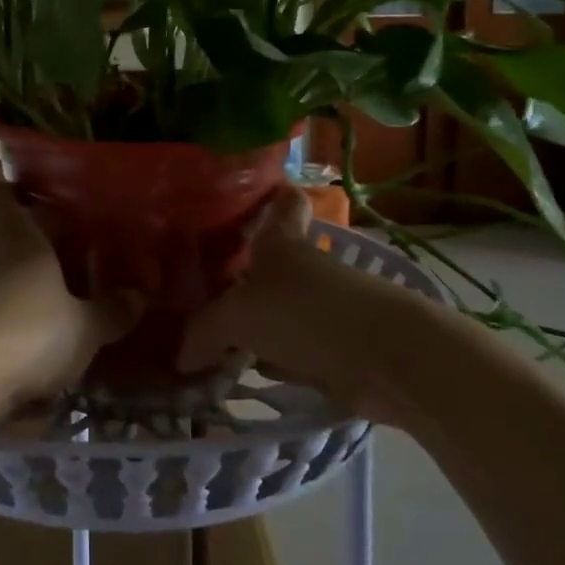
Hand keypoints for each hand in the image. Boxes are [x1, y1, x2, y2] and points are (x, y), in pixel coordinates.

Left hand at [0, 184, 136, 408]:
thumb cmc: (27, 333)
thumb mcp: (84, 328)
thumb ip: (110, 313)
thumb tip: (138, 296)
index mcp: (18, 243)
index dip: (11, 194)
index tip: (34, 202)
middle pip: (2, 250)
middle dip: (28, 264)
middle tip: (65, 282)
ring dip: (15, 309)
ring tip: (50, 336)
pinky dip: (0, 347)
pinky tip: (26, 378)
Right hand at [176, 187, 392, 412]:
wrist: (383, 358)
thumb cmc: (304, 313)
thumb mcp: (239, 316)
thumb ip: (204, 332)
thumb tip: (181, 356)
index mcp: (281, 242)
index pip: (282, 204)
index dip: (270, 195)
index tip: (251, 194)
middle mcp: (304, 267)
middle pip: (272, 261)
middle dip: (242, 273)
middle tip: (199, 286)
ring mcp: (323, 308)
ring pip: (280, 308)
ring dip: (255, 323)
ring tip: (209, 337)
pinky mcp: (336, 347)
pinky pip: (293, 348)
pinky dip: (273, 358)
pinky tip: (245, 371)